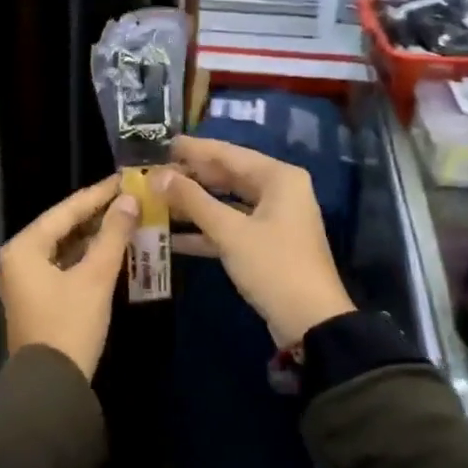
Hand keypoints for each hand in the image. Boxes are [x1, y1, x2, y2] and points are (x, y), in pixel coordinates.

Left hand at [0, 177, 139, 380]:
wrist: (51, 386)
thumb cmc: (70, 324)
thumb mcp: (96, 277)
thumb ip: (113, 235)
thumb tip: (129, 200)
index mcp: (24, 247)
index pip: (66, 210)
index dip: (98, 194)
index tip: (124, 179)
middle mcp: (19, 258)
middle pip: (63, 226)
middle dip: (97, 214)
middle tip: (130, 197)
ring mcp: (26, 279)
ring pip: (65, 247)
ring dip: (94, 236)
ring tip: (127, 219)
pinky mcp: (37, 297)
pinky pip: (64, 265)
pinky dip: (87, 257)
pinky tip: (112, 250)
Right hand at [161, 136, 352, 351]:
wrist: (311, 323)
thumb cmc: (273, 266)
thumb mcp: (230, 231)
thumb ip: (192, 200)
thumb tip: (158, 176)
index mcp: (278, 178)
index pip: (229, 153)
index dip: (194, 149)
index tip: (163, 144)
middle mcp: (279, 191)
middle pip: (228, 176)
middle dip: (192, 177)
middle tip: (155, 173)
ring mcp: (274, 219)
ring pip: (227, 203)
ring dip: (194, 205)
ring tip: (158, 200)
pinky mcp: (266, 245)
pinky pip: (231, 228)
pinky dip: (205, 231)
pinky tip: (171, 236)